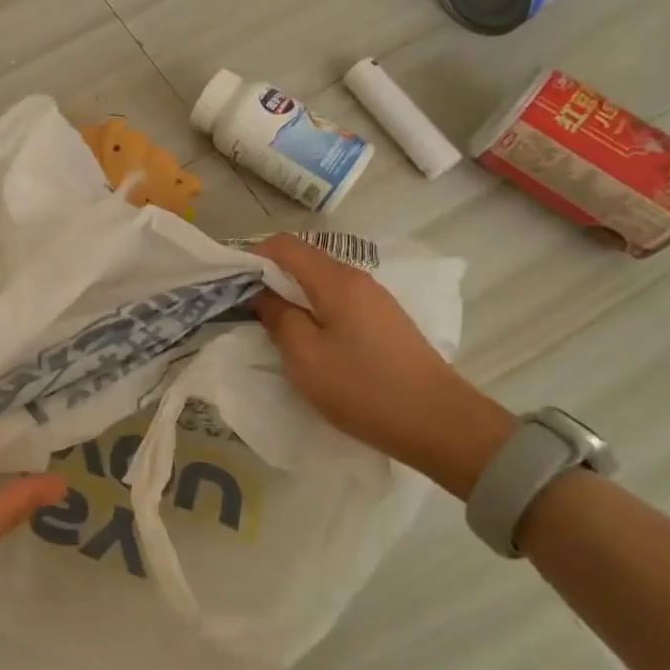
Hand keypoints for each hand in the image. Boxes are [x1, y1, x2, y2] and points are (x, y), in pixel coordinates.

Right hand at [250, 234, 512, 493]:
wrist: (439, 424)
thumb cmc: (363, 388)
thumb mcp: (305, 357)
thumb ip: (278, 318)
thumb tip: (263, 294)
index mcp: (336, 280)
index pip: (284, 245)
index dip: (251, 256)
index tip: (230, 284)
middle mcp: (358, 280)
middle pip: (303, 261)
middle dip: (269, 279)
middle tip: (244, 309)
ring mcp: (375, 300)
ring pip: (320, 284)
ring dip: (292, 298)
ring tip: (271, 328)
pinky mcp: (384, 322)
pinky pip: (337, 303)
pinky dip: (314, 312)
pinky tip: (307, 341)